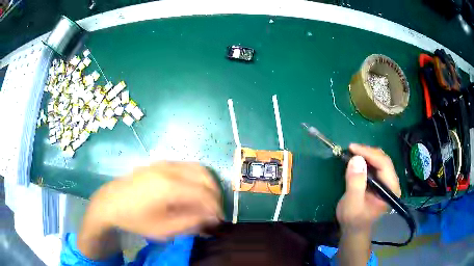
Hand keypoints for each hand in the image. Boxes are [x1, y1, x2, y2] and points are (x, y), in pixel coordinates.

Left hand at [84, 162, 222, 238]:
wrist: (111, 202)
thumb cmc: (135, 219)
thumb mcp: (163, 229)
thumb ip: (190, 223)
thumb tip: (211, 217)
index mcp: (169, 187)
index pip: (204, 193)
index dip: (216, 207)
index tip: (218, 220)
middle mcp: (169, 169)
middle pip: (205, 176)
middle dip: (215, 194)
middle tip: (214, 211)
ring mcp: (164, 163)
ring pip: (197, 168)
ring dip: (207, 184)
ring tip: (206, 201)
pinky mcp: (160, 163)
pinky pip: (187, 166)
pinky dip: (197, 178)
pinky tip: (192, 191)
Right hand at [336, 144, 400, 232]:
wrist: (354, 229)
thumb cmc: (354, 220)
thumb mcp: (352, 204)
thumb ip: (355, 183)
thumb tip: (356, 159)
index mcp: (391, 189)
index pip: (384, 164)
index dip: (369, 153)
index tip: (352, 148)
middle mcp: (392, 183)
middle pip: (383, 160)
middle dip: (367, 152)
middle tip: (350, 149)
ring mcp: (387, 181)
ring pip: (380, 160)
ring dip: (366, 155)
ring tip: (352, 153)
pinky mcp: (381, 181)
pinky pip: (375, 165)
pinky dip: (365, 160)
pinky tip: (356, 160)